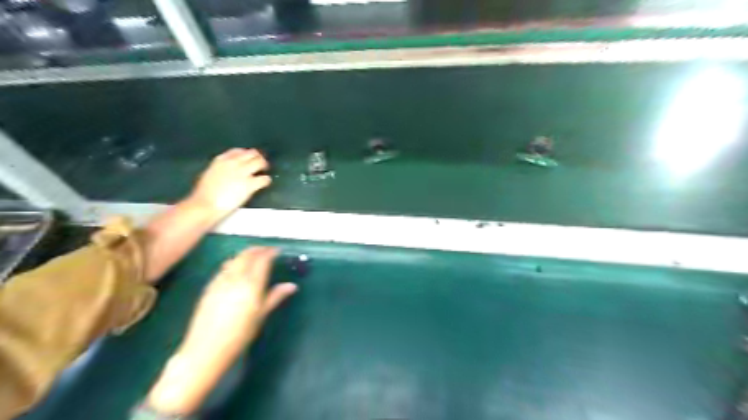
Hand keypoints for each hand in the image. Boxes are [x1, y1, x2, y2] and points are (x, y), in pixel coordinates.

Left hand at [178, 248, 296, 362]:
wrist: (206, 348)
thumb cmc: (240, 334)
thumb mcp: (261, 315)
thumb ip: (275, 296)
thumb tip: (292, 285)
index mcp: (251, 284)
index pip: (262, 259)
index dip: (270, 252)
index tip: (277, 250)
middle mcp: (235, 277)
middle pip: (247, 255)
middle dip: (257, 249)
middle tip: (266, 250)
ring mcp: (220, 281)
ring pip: (234, 259)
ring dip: (245, 254)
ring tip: (253, 257)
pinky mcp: (209, 287)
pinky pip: (223, 268)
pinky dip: (233, 262)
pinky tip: (234, 269)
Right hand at [188, 148, 271, 219]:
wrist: (205, 204)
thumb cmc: (203, 194)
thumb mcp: (209, 175)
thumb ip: (220, 169)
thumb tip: (227, 171)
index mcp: (221, 160)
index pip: (238, 151)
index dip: (246, 154)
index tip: (249, 158)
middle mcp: (233, 163)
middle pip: (252, 154)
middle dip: (258, 158)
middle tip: (261, 163)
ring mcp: (242, 173)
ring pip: (260, 162)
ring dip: (264, 166)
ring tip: (265, 170)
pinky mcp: (250, 184)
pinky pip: (264, 179)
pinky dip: (266, 180)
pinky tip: (265, 182)